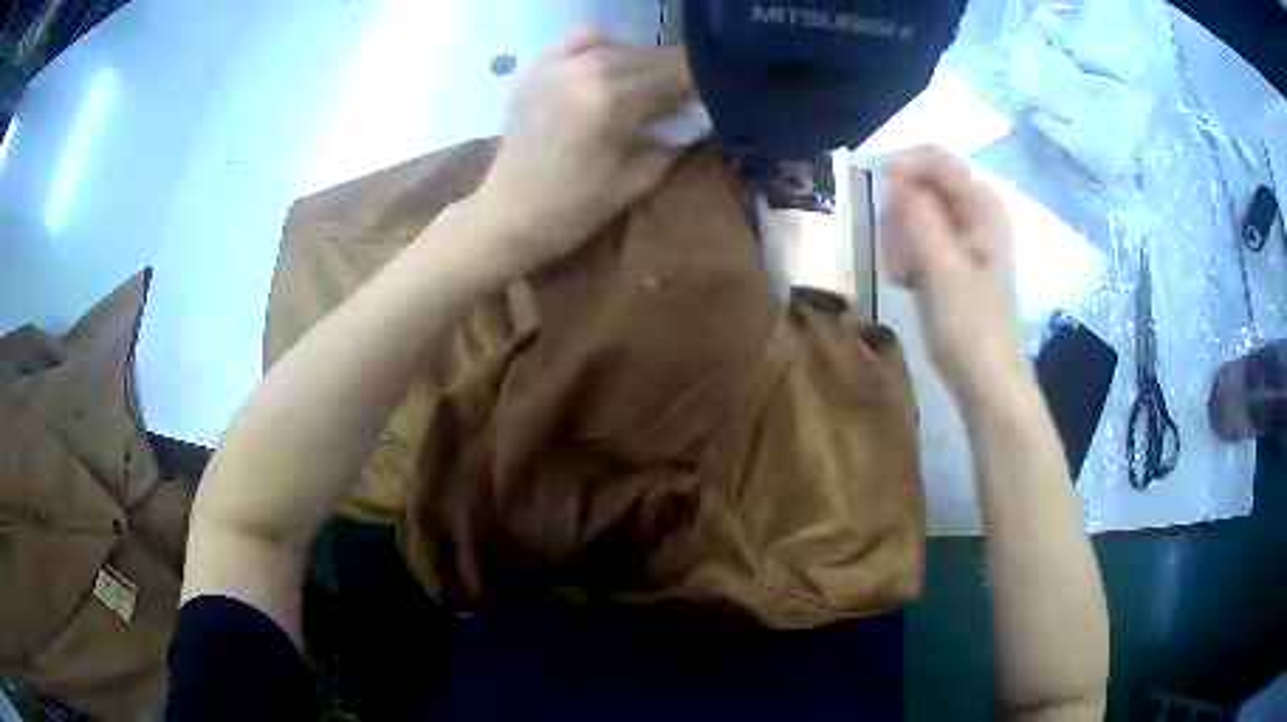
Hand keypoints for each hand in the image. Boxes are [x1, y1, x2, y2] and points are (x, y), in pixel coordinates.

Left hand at [471, 28, 695, 276]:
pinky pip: (579, 39)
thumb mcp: (634, 183)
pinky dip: (603, 45)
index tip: (714, 94)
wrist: (507, 216)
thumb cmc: (572, 210)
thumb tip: (696, 118)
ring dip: (644, 60)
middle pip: (648, 56)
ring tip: (652, 83)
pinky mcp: (538, 69)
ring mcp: (556, 65)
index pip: (673, 74)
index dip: (700, 83)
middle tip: (689, 93)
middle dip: (675, 72)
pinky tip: (610, 65)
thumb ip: (671, 143)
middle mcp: (584, 70)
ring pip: (618, 45)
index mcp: (611, 100)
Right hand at [881, 146, 1024, 401]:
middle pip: (923, 182)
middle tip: (895, 252)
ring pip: (916, 210)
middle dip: (899, 210)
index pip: (934, 158)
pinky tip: (907, 282)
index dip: (902, 170)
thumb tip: (895, 177)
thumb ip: (920, 218)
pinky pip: (919, 236)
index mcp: (983, 207)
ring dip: (900, 236)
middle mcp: (976, 212)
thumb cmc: (971, 330)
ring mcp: (965, 237)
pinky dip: (906, 253)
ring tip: (902, 274)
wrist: (987, 383)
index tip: (878, 203)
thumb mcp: (944, 271)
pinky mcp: (954, 259)